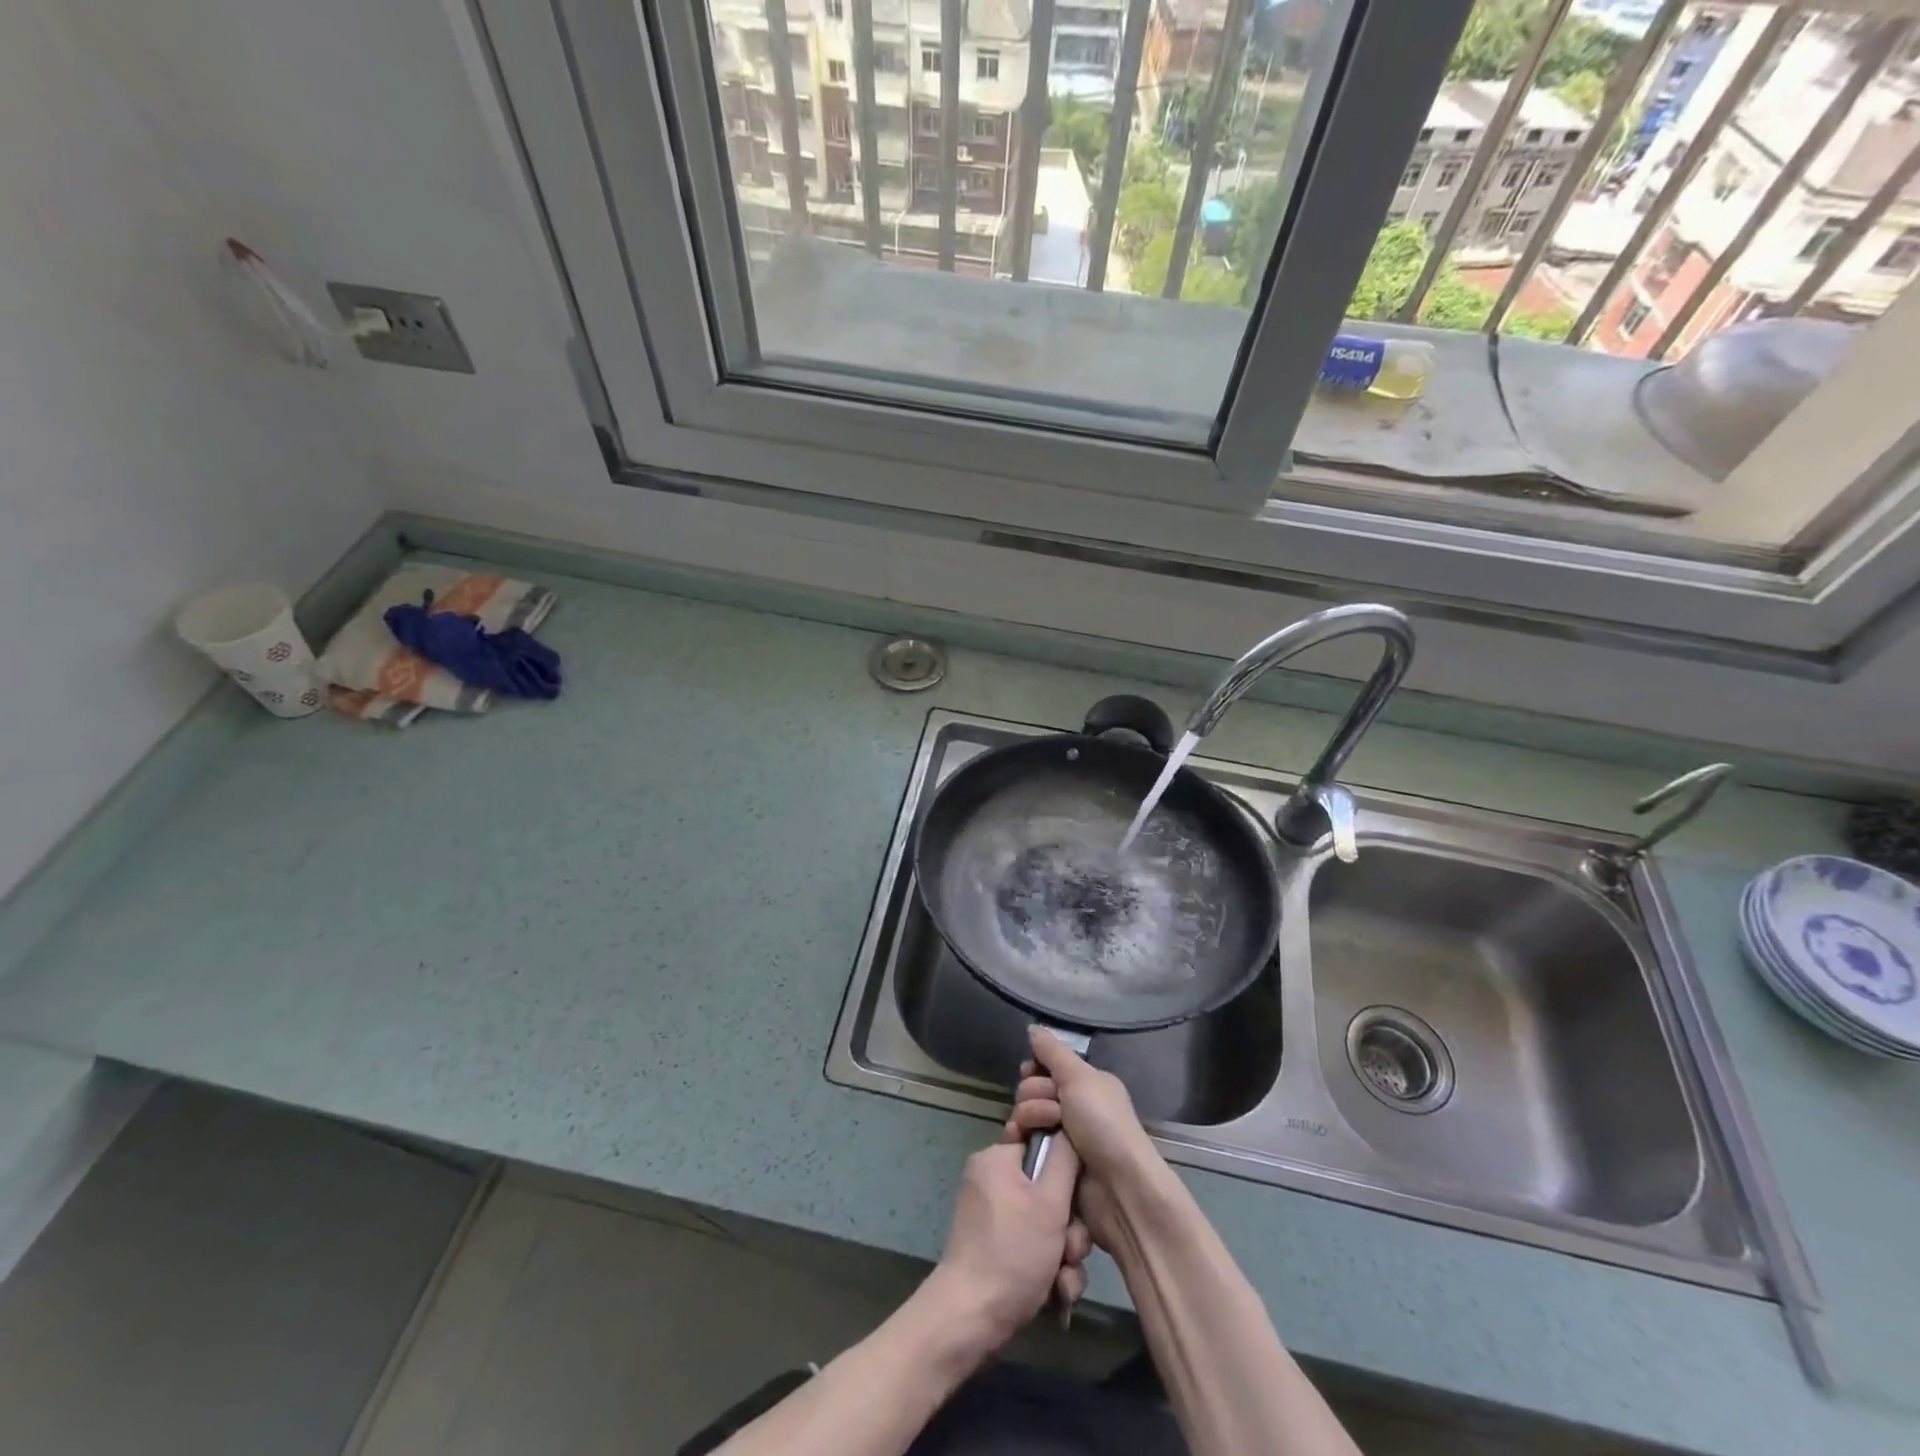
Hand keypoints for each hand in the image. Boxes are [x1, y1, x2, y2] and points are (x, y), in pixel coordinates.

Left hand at [925, 1135, 1091, 1354]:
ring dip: (1064, 1251)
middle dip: (1070, 1223)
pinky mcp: (998, 1246)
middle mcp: (993, 1180)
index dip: (1066, 1162)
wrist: (971, 1318)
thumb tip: (1069, 1126)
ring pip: (1046, 1221)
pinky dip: (1049, 1266)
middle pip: (1049, 1187)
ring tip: (1064, 1278)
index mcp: (997, 1158)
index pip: (1041, 1139)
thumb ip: (1065, 1158)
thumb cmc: (1012, 1252)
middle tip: (1072, 1248)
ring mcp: (994, 1215)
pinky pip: (1033, 1243)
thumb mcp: (1049, 1201)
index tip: (1079, 1186)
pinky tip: (1058, 1292)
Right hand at [1006, 1026, 1169, 1254]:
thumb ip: (1053, 1052)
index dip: (1034, 1068)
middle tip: (1053, 1109)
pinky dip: (1019, 1140)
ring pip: (1023, 1115)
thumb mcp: (1080, 1078)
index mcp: (1084, 1085)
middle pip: (1030, 1089)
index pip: (1045, 1066)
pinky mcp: (1047, 1165)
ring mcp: (1058, 1138)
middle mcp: (1071, 1108)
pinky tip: (1022, 1143)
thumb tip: (1033, 1028)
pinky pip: (1021, 1143)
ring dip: (1028, 1117)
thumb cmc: (1104, 1124)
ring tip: (1044, 1131)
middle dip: (1034, 1094)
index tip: (1031, 1071)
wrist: (1118, 1188)